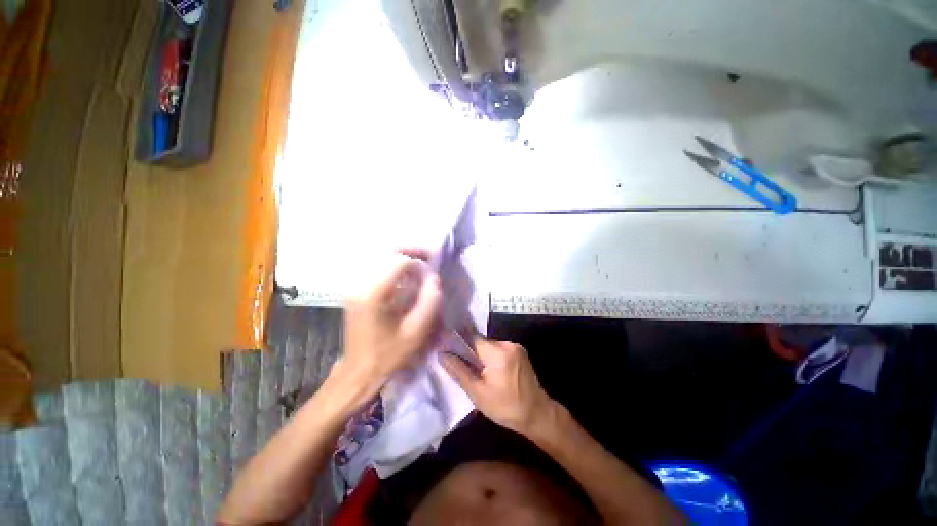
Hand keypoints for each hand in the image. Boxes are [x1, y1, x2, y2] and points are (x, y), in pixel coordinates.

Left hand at [340, 250, 442, 397]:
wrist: (359, 371)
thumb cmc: (389, 354)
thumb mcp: (416, 331)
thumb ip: (429, 300)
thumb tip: (433, 277)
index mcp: (373, 294)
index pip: (398, 261)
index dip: (418, 261)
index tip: (431, 271)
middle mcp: (360, 284)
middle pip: (385, 252)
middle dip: (410, 251)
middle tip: (428, 256)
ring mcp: (355, 286)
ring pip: (380, 257)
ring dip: (402, 257)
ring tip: (418, 265)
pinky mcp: (355, 290)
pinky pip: (376, 267)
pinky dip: (393, 266)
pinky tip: (404, 276)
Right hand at [441, 337, 554, 436]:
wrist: (538, 414)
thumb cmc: (506, 407)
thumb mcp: (478, 393)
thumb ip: (459, 371)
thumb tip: (442, 354)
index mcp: (497, 352)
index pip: (472, 337)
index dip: (459, 341)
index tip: (448, 346)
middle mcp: (507, 344)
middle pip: (481, 342)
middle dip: (471, 352)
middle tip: (462, 366)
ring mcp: (516, 347)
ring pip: (490, 346)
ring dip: (482, 355)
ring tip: (477, 372)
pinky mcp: (520, 352)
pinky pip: (500, 349)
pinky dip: (492, 357)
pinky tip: (491, 372)